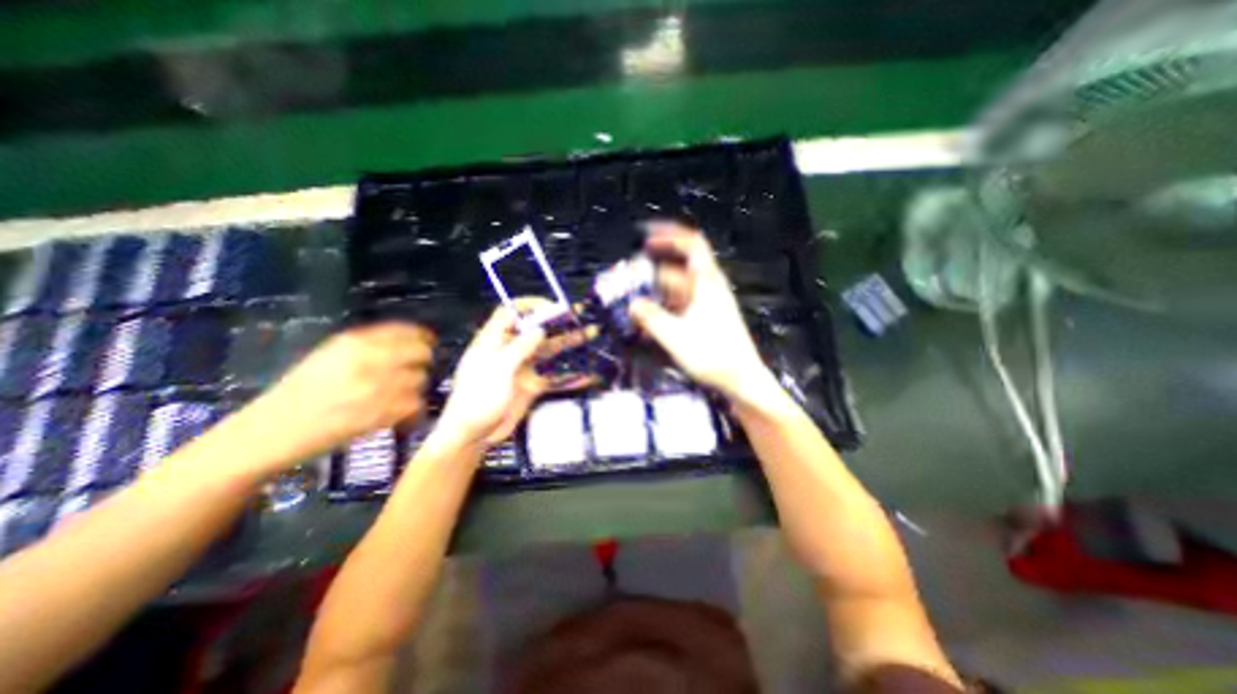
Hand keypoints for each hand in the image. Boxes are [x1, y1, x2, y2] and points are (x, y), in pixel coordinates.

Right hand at [250, 322, 433, 460]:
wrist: (271, 432)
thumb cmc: (303, 390)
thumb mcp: (332, 354)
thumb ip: (372, 344)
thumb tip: (414, 338)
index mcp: (354, 342)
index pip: (408, 331)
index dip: (423, 337)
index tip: (429, 342)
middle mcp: (368, 360)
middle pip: (422, 353)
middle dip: (422, 362)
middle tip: (415, 370)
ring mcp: (376, 387)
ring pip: (421, 379)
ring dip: (415, 387)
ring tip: (399, 394)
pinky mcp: (380, 414)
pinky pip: (415, 404)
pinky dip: (411, 408)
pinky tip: (397, 411)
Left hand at [438, 297, 593, 450]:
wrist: (472, 435)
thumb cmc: (475, 399)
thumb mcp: (497, 370)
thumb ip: (519, 349)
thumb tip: (538, 330)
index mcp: (494, 341)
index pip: (511, 313)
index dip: (531, 306)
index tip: (553, 307)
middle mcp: (510, 351)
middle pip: (536, 330)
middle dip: (558, 322)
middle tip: (580, 318)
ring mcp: (522, 368)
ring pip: (549, 351)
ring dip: (569, 343)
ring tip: (589, 335)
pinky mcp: (531, 385)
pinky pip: (554, 376)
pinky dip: (570, 375)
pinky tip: (586, 374)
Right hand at [629, 222, 768, 401]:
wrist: (742, 381)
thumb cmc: (714, 356)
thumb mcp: (676, 336)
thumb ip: (651, 318)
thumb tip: (632, 304)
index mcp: (707, 283)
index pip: (691, 244)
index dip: (669, 234)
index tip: (645, 235)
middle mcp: (708, 288)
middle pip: (678, 269)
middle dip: (652, 271)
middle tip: (628, 279)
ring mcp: (707, 304)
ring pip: (676, 290)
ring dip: (655, 293)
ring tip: (633, 303)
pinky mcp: (705, 319)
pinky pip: (680, 306)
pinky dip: (664, 309)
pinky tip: (649, 322)